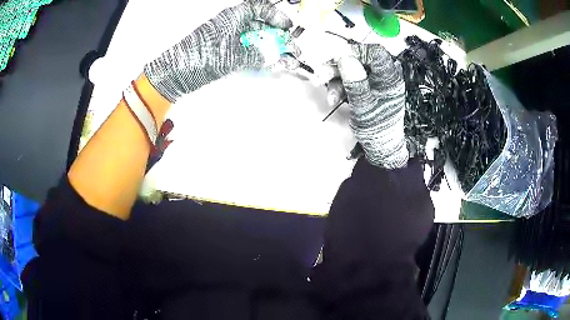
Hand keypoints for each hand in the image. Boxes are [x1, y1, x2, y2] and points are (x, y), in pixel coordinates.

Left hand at [144, 0, 294, 102]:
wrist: (176, 75)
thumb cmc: (196, 58)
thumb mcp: (231, 55)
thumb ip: (256, 55)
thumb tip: (273, 56)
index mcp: (232, 17)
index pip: (258, 8)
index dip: (275, 15)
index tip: (287, 25)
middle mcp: (232, 26)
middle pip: (261, 26)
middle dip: (279, 37)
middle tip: (291, 49)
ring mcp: (229, 40)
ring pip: (257, 40)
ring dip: (273, 49)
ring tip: (287, 59)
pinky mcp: (226, 52)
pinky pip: (249, 51)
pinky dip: (261, 57)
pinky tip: (272, 63)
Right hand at [326, 43, 407, 168]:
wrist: (379, 145)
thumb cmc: (376, 128)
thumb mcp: (364, 106)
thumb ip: (355, 82)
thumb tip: (345, 57)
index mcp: (389, 78)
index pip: (374, 52)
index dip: (354, 51)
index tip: (335, 58)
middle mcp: (383, 75)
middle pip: (360, 59)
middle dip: (339, 67)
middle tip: (323, 74)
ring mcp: (375, 81)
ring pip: (352, 69)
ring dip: (336, 79)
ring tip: (329, 95)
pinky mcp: (366, 86)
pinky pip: (351, 79)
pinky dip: (340, 86)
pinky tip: (333, 98)